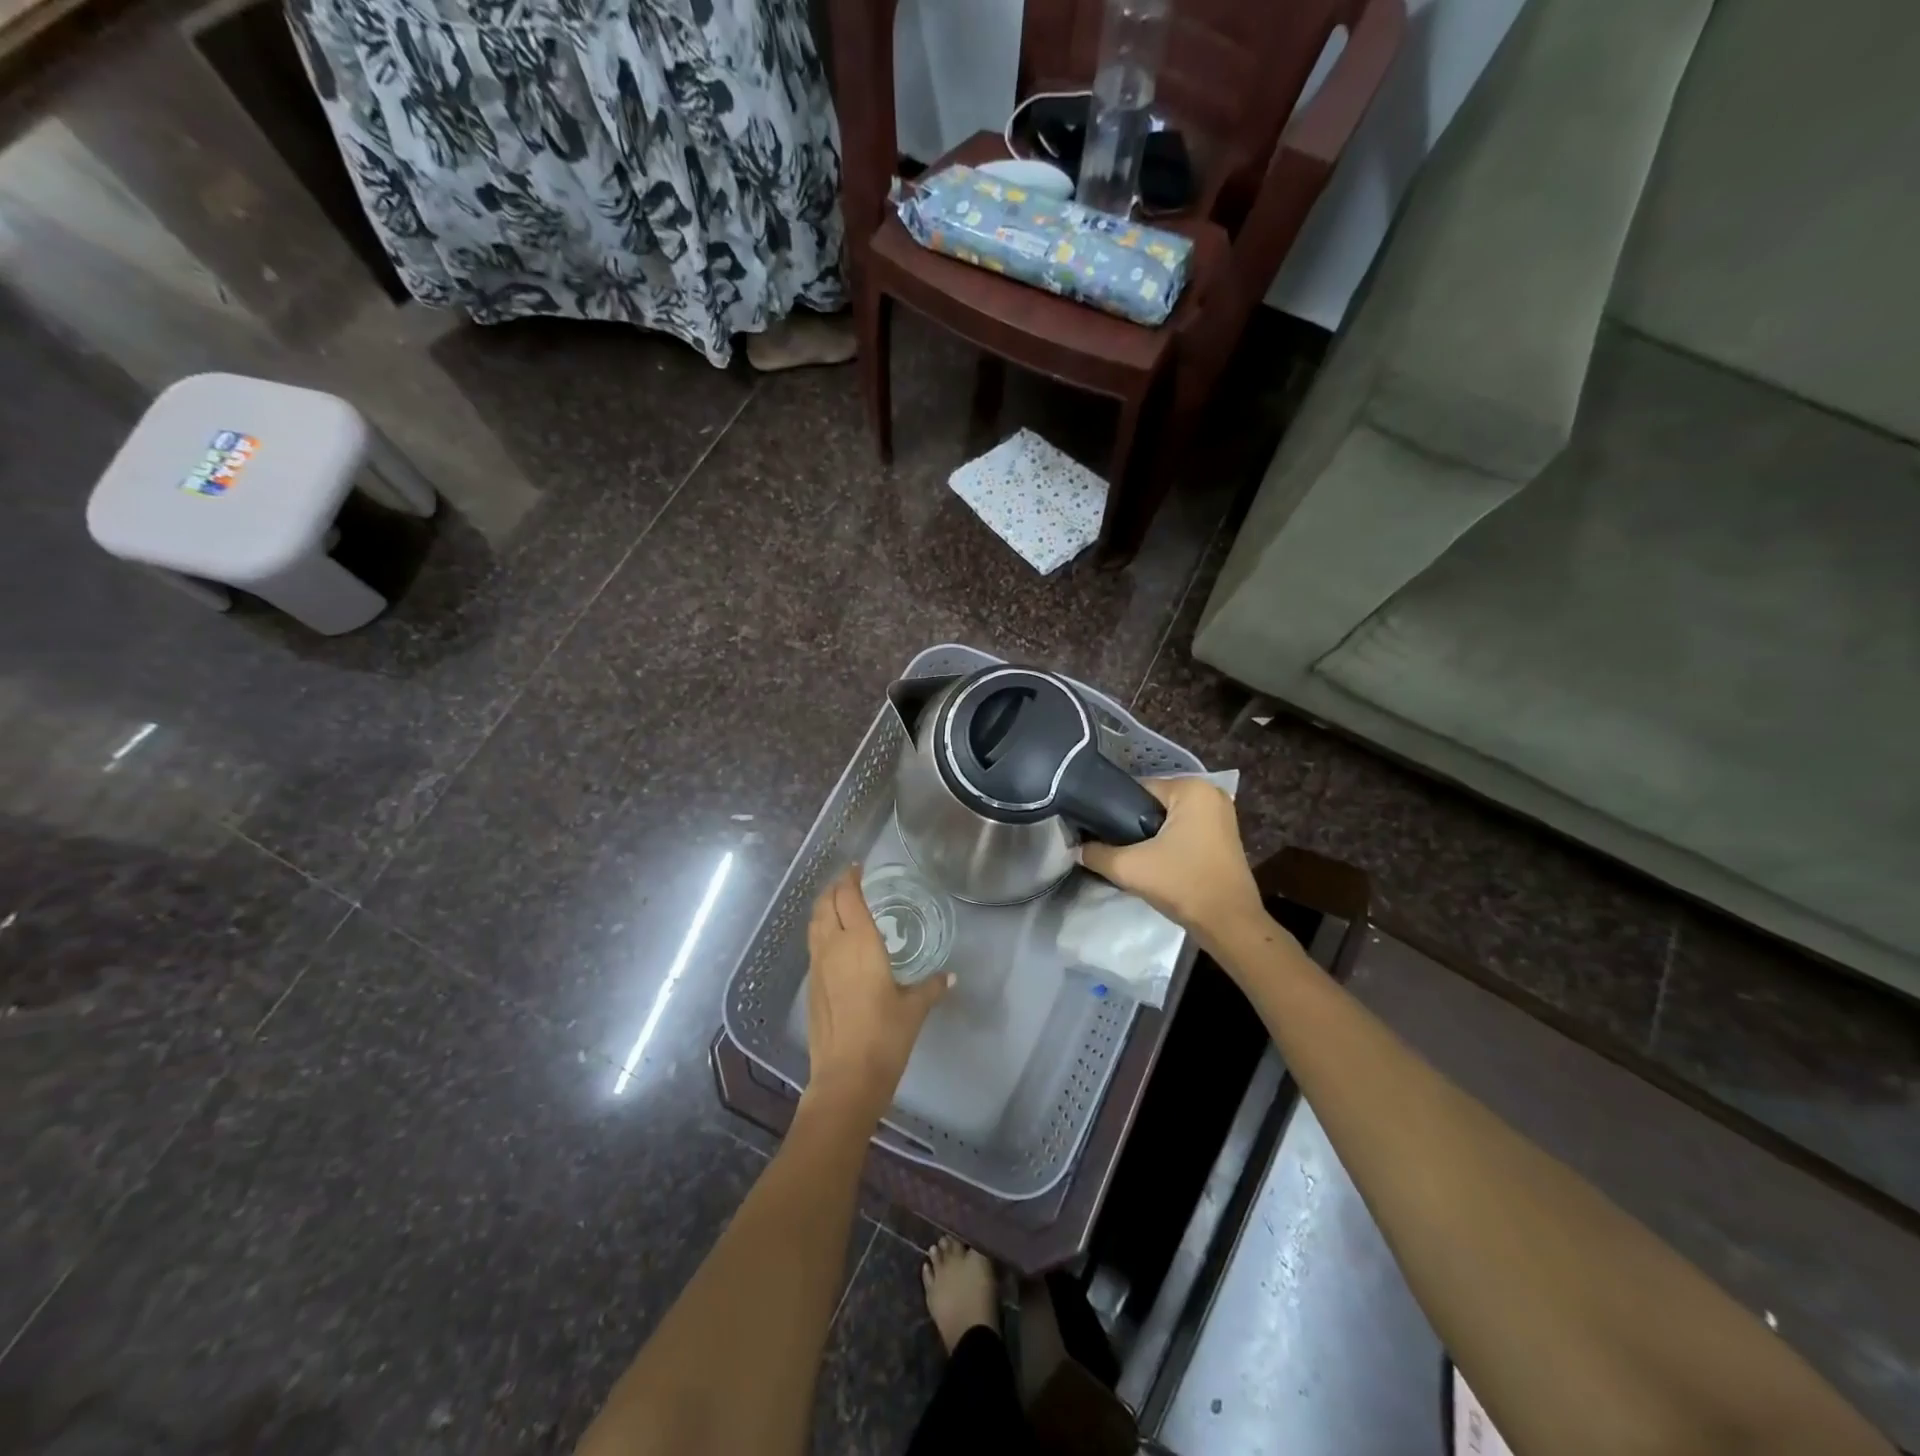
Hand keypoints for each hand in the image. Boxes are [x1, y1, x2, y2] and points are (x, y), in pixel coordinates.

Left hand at [803, 865, 949, 1115]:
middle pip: (825, 903)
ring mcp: (817, 966)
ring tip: (839, 904)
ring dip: (824, 907)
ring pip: (814, 923)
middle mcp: (834, 946)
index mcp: (860, 942)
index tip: (858, 868)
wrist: (845, 1077)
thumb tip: (949, 977)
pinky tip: (835, 942)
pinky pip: (813, 945)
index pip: (848, 896)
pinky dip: (821, 931)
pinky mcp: (811, 986)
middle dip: (835, 888)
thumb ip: (930, 988)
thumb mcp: (914, 1009)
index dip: (850, 878)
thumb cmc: (884, 1036)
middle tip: (850, 882)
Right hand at [1079, 777, 1263, 938]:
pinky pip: (1184, 830)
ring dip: (1149, 835)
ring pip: (1168, 819)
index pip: (1137, 790)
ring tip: (1130, 857)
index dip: (1113, 811)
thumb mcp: (1129, 867)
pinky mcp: (1224, 836)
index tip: (1098, 833)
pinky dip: (1168, 842)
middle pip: (1153, 803)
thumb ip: (1096, 853)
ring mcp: (1221, 814)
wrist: (1229, 924)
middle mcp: (1210, 793)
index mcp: (1191, 788)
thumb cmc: (1183, 884)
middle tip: (1113, 848)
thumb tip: (1077, 848)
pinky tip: (1154, 862)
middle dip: (1132, 824)